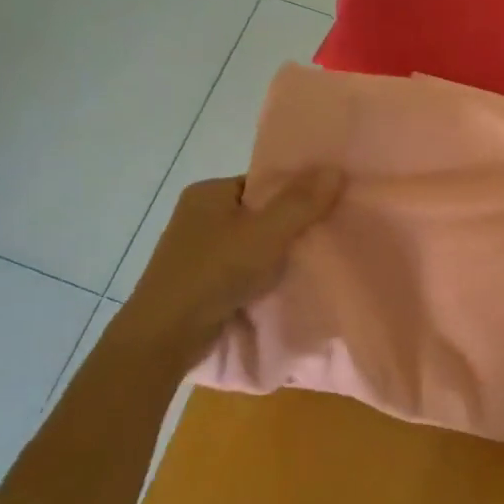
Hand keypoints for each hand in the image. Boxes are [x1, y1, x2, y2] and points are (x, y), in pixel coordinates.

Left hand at [128, 170, 342, 347]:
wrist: (166, 334)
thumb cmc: (215, 272)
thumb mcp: (266, 233)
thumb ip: (302, 203)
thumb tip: (336, 169)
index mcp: (208, 192)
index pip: (263, 182)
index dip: (296, 192)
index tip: (328, 205)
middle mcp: (199, 215)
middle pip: (259, 213)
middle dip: (291, 224)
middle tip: (327, 234)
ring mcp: (198, 250)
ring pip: (252, 243)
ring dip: (278, 253)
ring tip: (314, 260)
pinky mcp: (201, 281)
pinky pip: (242, 268)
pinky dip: (263, 274)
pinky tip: (286, 283)